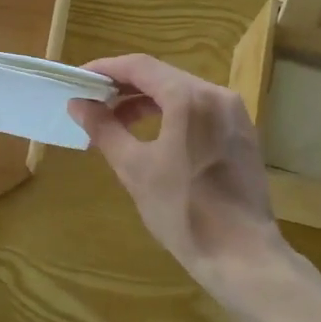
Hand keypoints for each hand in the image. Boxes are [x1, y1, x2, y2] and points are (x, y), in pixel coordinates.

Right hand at [69, 54, 282, 280]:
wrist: (241, 255)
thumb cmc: (182, 211)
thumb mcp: (135, 169)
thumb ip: (104, 129)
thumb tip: (78, 104)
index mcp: (189, 98)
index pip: (139, 66)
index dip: (105, 69)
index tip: (79, 79)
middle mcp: (216, 94)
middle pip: (162, 75)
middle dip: (124, 86)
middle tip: (92, 102)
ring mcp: (234, 113)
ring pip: (182, 92)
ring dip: (147, 101)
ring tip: (116, 122)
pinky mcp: (242, 133)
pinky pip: (200, 110)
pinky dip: (172, 114)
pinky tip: (152, 134)